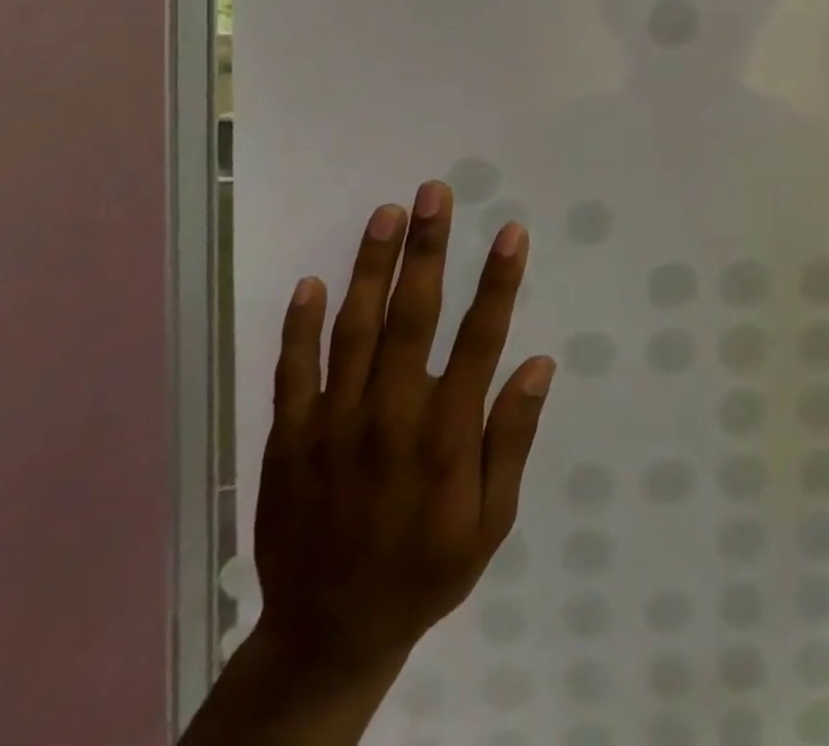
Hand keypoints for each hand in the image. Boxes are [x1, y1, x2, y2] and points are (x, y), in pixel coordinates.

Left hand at [251, 180, 554, 673]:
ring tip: (385, 214)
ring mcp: (334, 425)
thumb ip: (512, 438)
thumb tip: (538, 365)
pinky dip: (300, 327)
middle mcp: (391, 416)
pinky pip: (293, 373)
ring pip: (354, 330)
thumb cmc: (427, 568)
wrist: (328, 635)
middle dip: (427, 249)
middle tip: (433, 193)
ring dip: (371, 268)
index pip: (479, 339)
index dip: (498, 281)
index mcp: (446, 435)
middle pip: (412, 316)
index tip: (511, 231)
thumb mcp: (492, 519)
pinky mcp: (290, 440)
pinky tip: (312, 282)